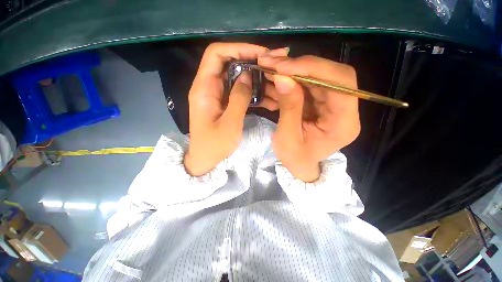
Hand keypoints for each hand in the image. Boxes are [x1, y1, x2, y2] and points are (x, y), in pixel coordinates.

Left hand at [184, 43, 268, 175]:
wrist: (205, 158)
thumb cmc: (214, 145)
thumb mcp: (230, 123)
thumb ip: (238, 98)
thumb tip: (247, 75)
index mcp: (204, 88)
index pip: (216, 54)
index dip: (238, 48)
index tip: (260, 53)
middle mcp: (208, 86)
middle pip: (228, 62)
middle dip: (251, 59)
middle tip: (273, 63)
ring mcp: (216, 94)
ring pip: (235, 76)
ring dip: (254, 75)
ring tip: (273, 78)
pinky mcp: (223, 102)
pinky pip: (237, 89)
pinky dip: (251, 89)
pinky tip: (266, 94)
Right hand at [257, 55, 360, 181]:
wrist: (299, 166)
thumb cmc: (295, 159)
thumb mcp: (288, 138)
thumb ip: (288, 108)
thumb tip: (282, 77)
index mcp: (343, 123)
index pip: (340, 83)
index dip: (313, 69)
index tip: (283, 67)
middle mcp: (343, 109)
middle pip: (329, 74)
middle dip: (298, 66)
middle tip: (271, 63)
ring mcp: (332, 104)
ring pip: (315, 76)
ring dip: (290, 71)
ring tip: (267, 70)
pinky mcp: (320, 102)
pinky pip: (306, 84)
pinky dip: (288, 81)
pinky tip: (272, 82)